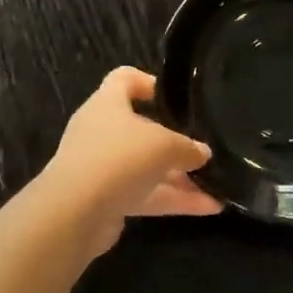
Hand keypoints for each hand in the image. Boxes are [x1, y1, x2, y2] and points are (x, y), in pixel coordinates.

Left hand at [38, 67, 219, 256]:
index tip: (174, 98)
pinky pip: (145, 194)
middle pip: (140, 128)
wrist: (75, 213)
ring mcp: (102, 167)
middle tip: (203, 149)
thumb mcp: (163, 145)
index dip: (148, 82)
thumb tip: (202, 152)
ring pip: (146, 166)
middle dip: (173, 141)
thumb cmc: (119, 157)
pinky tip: (208, 208)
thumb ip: (187, 147)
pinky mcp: (106, 199)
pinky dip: (173, 199)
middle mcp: (101, 131)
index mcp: (107, 103)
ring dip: (179, 176)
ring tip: (217, 184)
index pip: (124, 79)